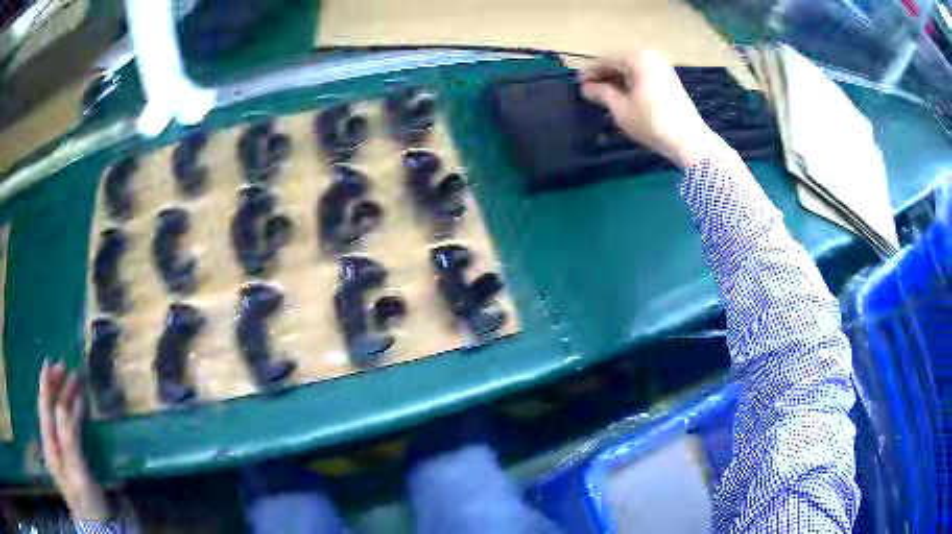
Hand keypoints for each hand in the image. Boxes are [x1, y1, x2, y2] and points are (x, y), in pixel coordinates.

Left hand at [38, 361, 108, 521]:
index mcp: (49, 444)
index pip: (44, 408)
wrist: (96, 525)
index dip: (46, 385)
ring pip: (59, 418)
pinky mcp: (71, 459)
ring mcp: (61, 452)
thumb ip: (67, 434)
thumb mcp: (75, 467)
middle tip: (65, 368)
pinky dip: (72, 415)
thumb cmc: (84, 496)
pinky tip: (78, 408)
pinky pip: (68, 429)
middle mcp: (51, 444)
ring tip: (74, 383)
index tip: (50, 363)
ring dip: (65, 399)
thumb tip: (64, 402)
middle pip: (50, 410)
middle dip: (56, 388)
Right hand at [580, 49, 729, 168]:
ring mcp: (662, 66)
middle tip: (589, 90)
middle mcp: (650, 55)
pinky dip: (631, 82)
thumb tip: (585, 87)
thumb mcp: (621, 108)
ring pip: (631, 69)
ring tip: (604, 95)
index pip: (605, 60)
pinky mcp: (669, 78)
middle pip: (619, 62)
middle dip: (604, 76)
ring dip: (617, 80)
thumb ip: (601, 93)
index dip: (589, 73)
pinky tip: (623, 95)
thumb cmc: (652, 122)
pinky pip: (643, 74)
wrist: (688, 140)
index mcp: (637, 57)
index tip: (577, 84)